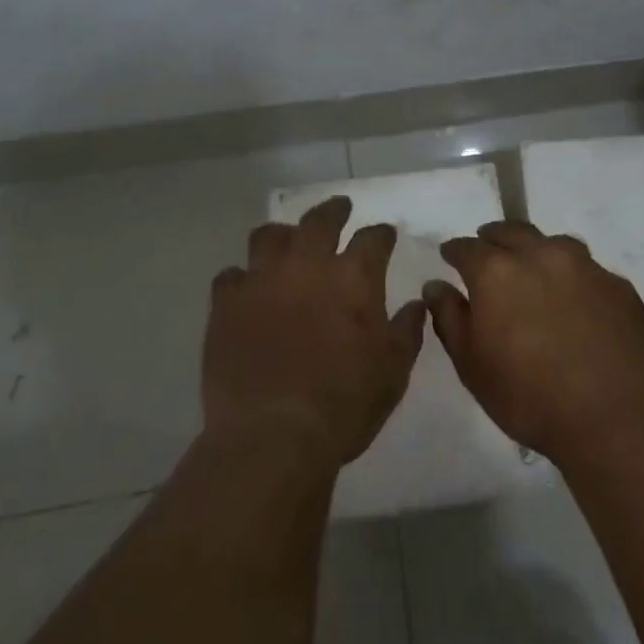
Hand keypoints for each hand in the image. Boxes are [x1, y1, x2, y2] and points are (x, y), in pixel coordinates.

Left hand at [202, 197, 427, 471]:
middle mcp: (307, 266)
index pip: (373, 238)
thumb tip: (417, 304)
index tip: (385, 234)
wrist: (273, 435)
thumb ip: (407, 330)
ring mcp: (261, 282)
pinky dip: (243, 278)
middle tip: (339, 208)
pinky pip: (231, 276)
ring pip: (268, 236)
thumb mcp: (393, 371)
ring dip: (283, 234)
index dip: (381, 233)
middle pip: (320, 220)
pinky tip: (248, 289)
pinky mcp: (226, 305)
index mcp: (353, 278)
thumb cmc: (345, 404)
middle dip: (334, 210)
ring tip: (288, 241)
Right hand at [423, 220, 643, 462]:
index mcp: (497, 272)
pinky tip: (576, 303)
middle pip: (512, 232)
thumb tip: (435, 286)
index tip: (450, 257)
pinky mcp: (619, 286)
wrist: (612, 417)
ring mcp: (586, 267)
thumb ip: (449, 317)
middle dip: (494, 239)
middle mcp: (542, 256)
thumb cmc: (527, 396)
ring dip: (537, 251)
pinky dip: (573, 279)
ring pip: (554, 244)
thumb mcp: (471, 365)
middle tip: (488, 253)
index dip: (455, 251)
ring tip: (533, 272)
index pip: (467, 247)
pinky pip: (589, 271)